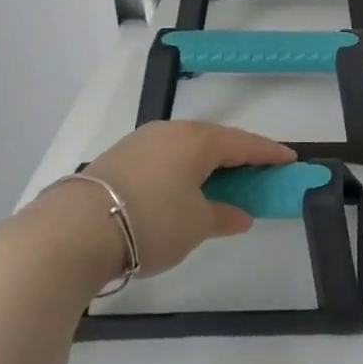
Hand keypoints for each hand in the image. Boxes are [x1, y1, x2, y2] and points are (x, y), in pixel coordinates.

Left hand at [63, 120, 294, 276]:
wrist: (73, 232)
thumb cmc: (151, 222)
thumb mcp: (197, 225)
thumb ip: (224, 216)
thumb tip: (240, 215)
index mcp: (198, 140)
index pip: (244, 143)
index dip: (269, 153)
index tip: (290, 160)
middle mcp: (170, 132)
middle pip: (214, 141)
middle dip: (238, 156)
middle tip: (257, 172)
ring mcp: (140, 142)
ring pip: (186, 148)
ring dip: (207, 164)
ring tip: (220, 182)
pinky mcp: (117, 158)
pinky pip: (164, 157)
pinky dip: (182, 170)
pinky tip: (181, 188)